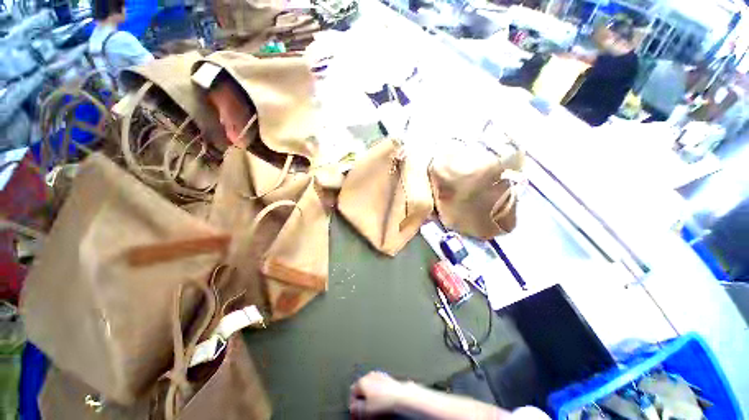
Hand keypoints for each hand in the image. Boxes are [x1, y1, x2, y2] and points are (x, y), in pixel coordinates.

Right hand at [349, 372, 407, 416]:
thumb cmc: (384, 402)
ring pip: (369, 387)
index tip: (357, 412)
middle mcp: (369, 375)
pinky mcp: (386, 377)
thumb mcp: (366, 410)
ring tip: (373, 406)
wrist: (400, 396)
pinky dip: (377, 392)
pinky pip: (377, 386)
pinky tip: (381, 400)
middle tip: (365, 410)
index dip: (353, 404)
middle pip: (361, 388)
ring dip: (369, 395)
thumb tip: (352, 407)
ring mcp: (378, 375)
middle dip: (361, 398)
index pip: (352, 393)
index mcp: (362, 381)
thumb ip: (356, 408)